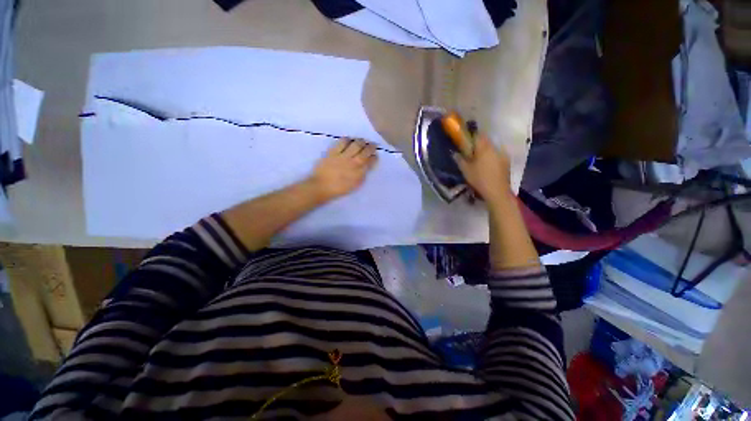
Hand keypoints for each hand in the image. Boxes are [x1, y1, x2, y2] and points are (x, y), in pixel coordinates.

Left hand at [308, 138, 377, 200]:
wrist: (321, 187)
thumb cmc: (339, 189)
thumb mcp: (355, 185)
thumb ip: (362, 175)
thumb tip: (367, 167)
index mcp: (360, 173)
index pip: (371, 161)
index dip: (374, 157)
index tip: (374, 156)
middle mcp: (354, 163)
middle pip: (366, 151)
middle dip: (371, 147)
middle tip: (372, 145)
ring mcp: (343, 156)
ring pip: (356, 144)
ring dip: (361, 141)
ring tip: (362, 141)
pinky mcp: (333, 152)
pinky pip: (342, 142)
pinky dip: (348, 140)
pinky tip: (349, 140)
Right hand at [453, 135, 511, 203]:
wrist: (497, 191)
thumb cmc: (479, 179)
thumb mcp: (465, 170)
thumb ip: (460, 159)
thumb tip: (454, 153)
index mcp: (484, 148)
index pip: (478, 135)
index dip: (472, 136)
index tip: (466, 141)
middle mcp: (495, 148)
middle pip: (486, 141)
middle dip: (479, 144)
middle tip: (471, 152)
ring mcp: (502, 154)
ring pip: (492, 148)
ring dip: (486, 151)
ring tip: (479, 160)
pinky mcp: (506, 162)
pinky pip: (497, 155)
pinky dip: (492, 157)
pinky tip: (488, 166)